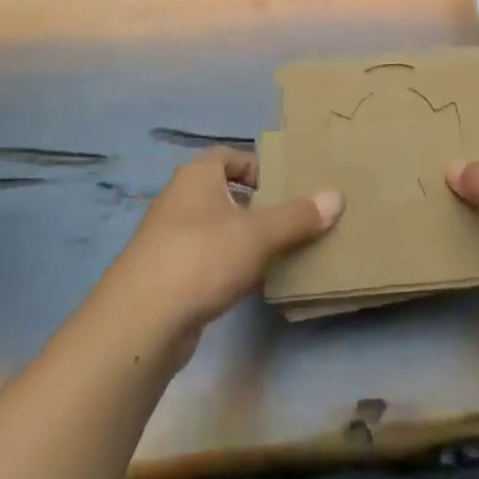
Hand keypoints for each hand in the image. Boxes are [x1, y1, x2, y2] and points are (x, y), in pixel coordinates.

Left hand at [98, 149, 341, 354]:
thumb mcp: (259, 234)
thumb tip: (336, 196)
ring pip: (218, 230)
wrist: (142, 321)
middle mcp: (179, 201)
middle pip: (225, 193)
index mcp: (196, 176)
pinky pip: (208, 261)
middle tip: (293, 219)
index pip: (229, 156)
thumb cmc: (202, 257)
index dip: (257, 166)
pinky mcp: (168, 276)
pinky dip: (230, 267)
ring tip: (282, 252)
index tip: (286, 185)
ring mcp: (170, 240)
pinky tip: (253, 284)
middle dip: (258, 205)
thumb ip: (298, 216)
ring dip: (246, 239)